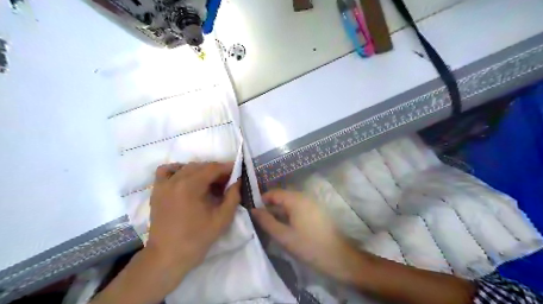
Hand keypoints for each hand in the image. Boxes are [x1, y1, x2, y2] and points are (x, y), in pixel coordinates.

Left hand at [147, 163, 241, 271]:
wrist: (167, 256)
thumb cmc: (197, 239)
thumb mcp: (222, 219)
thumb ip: (233, 196)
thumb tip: (238, 180)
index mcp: (190, 186)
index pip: (212, 168)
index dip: (227, 168)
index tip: (237, 171)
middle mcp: (175, 180)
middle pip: (200, 166)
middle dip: (216, 171)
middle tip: (227, 181)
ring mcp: (163, 184)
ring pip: (186, 167)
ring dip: (201, 171)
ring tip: (210, 183)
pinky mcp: (156, 190)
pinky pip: (166, 171)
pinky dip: (178, 170)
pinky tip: (186, 179)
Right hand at [251, 189, 363, 283]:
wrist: (339, 257)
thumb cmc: (309, 246)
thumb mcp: (284, 236)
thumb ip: (267, 221)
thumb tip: (253, 210)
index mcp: (296, 199)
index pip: (274, 193)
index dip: (262, 200)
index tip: (253, 211)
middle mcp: (304, 197)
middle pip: (282, 197)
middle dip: (270, 206)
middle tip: (260, 220)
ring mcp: (312, 203)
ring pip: (290, 203)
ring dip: (279, 211)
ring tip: (270, 225)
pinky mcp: (317, 211)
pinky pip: (298, 208)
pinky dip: (289, 214)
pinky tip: (285, 226)